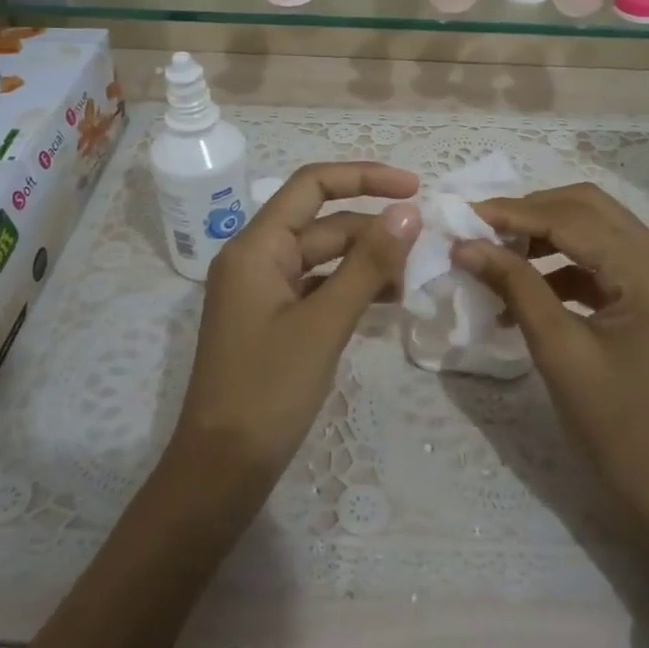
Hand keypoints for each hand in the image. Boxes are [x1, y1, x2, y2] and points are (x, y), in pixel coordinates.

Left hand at [174, 162, 421, 483]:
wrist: (222, 469)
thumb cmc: (268, 390)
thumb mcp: (325, 322)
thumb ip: (367, 263)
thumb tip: (408, 211)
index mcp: (256, 247)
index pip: (311, 185)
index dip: (364, 177)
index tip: (414, 188)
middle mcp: (256, 259)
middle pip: (322, 224)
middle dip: (373, 229)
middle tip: (426, 246)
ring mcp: (264, 292)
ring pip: (324, 258)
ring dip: (367, 261)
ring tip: (414, 276)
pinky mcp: (275, 321)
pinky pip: (319, 288)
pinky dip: (352, 289)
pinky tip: (389, 301)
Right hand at [455, 184, 648, 641]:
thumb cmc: (614, 426)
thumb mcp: (557, 350)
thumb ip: (514, 286)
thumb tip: (464, 244)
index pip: (574, 219)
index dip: (514, 213)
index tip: (463, 214)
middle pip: (588, 209)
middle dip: (530, 214)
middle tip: (480, 230)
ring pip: (594, 230)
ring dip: (544, 236)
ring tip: (496, 257)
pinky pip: (601, 261)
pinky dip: (560, 266)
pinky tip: (524, 291)